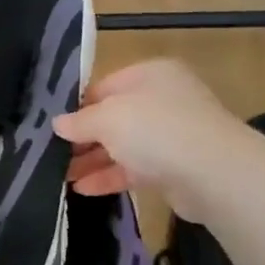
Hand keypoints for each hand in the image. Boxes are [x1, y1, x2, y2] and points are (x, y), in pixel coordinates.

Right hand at [53, 60, 240, 220]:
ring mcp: (169, 134)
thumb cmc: (156, 130)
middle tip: (51, 155)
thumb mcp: (108, 118)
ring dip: (91, 161)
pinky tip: (82, 190)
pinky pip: (133, 169)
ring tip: (60, 177)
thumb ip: (79, 121)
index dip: (76, 107)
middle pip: (112, 118)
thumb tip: (57, 123)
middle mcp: (161, 100)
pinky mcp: (172, 166)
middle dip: (81, 138)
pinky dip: (108, 177)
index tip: (52, 128)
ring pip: (121, 146)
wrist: (212, 173)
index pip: (103, 87)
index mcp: (149, 75)